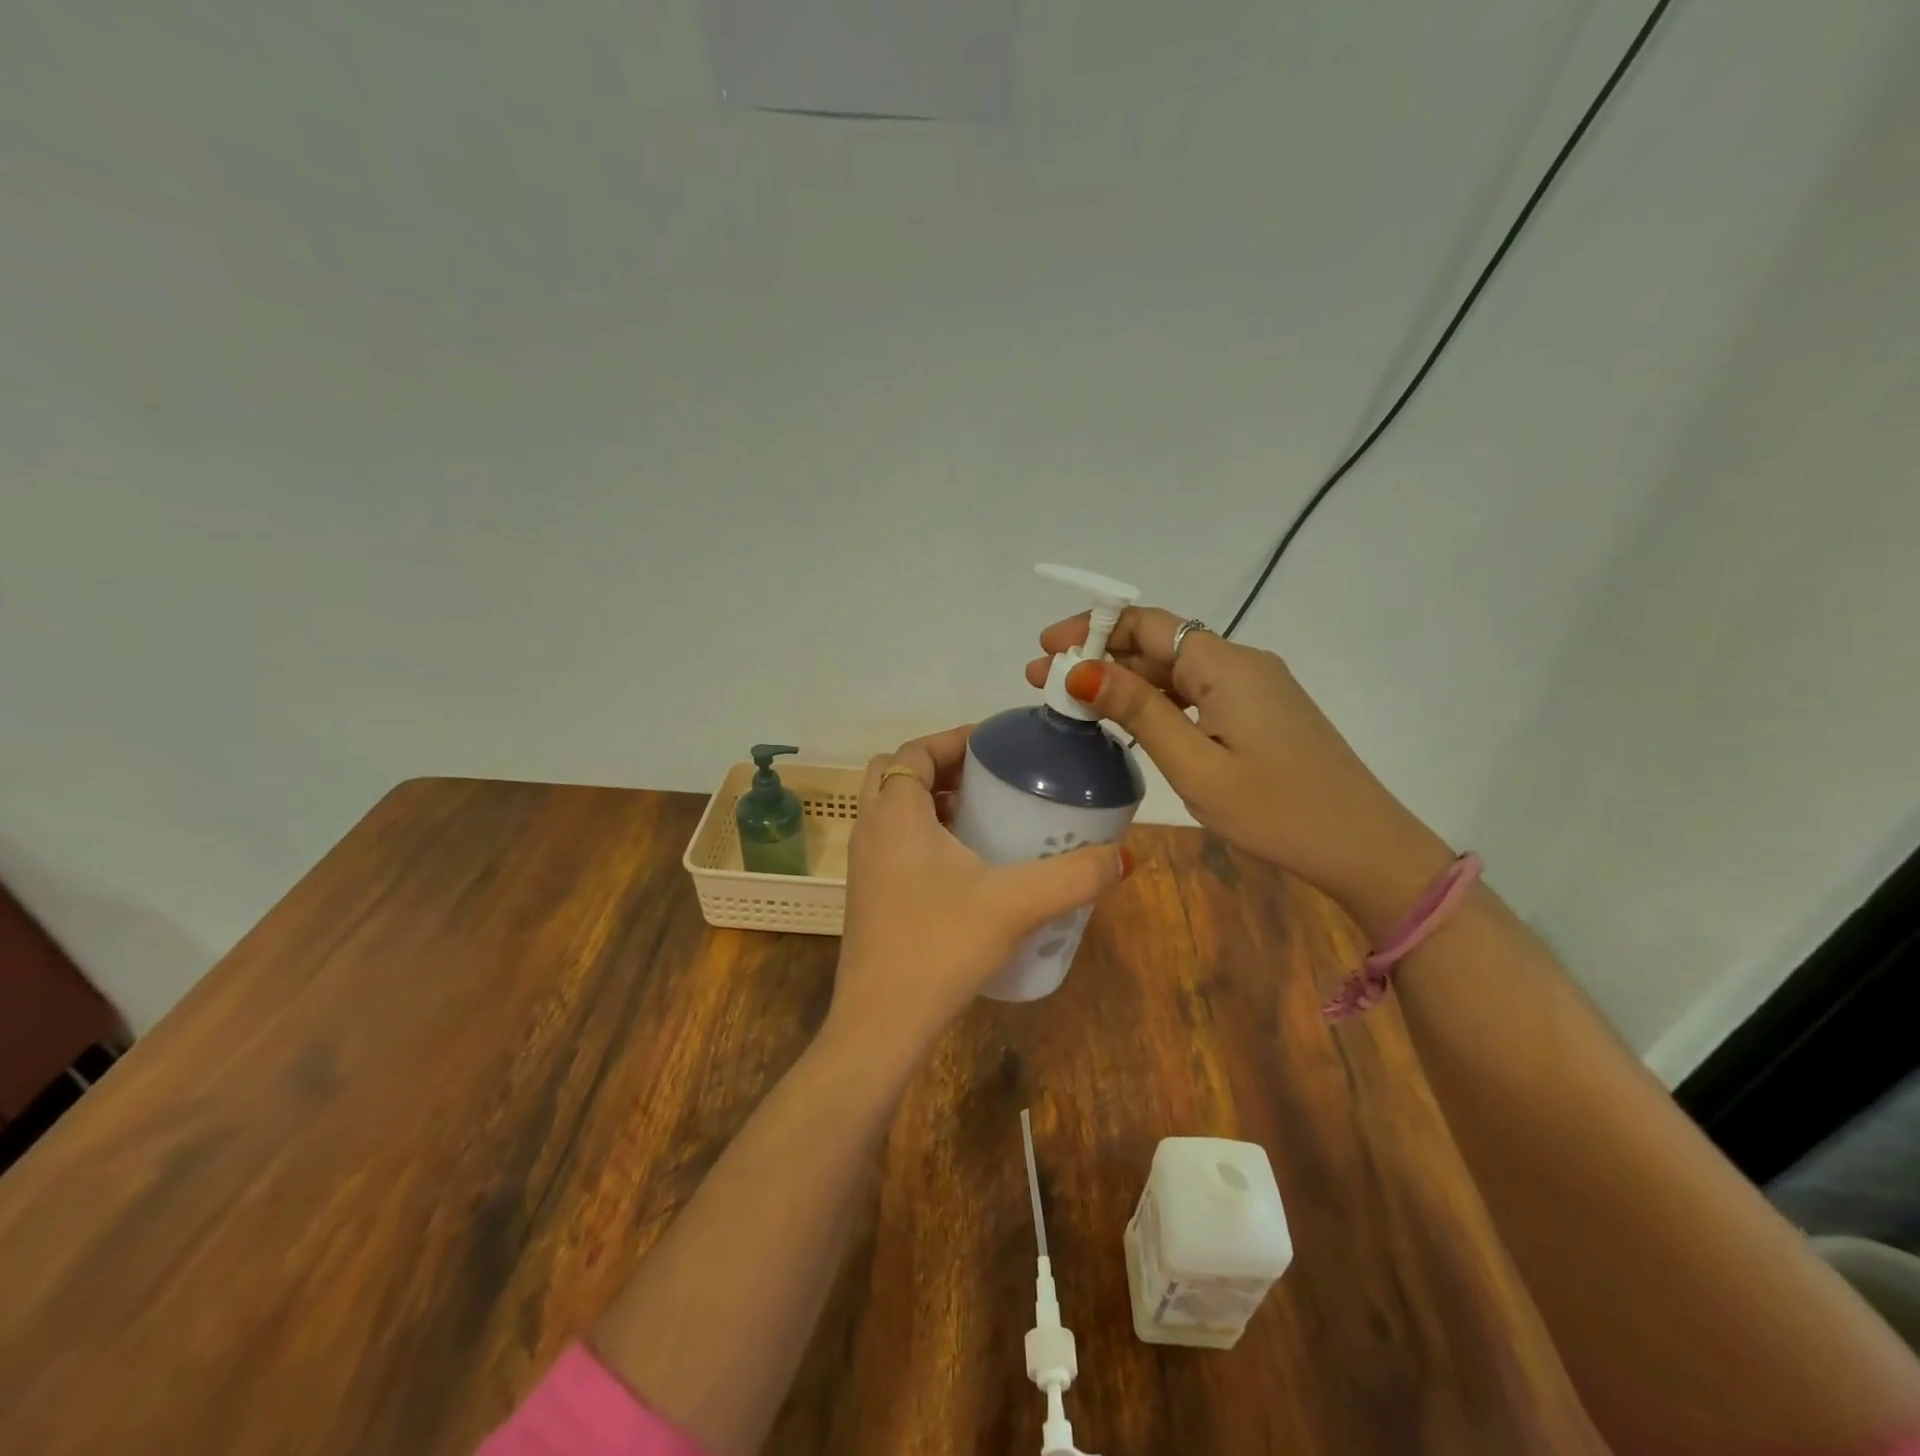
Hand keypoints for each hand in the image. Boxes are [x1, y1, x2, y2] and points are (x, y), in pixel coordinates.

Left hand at [827, 726, 1131, 1057]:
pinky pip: (891, 842)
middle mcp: (871, 830)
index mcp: (896, 814)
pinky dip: (921, 834)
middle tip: (989, 779)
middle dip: (941, 766)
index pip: (915, 750)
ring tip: (982, 815)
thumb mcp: (1016, 904)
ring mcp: (863, 865)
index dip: (953, 738)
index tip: (997, 745)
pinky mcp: (867, 896)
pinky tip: (964, 866)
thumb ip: (1074, 877)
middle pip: (897, 774)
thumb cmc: (941, 946)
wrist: (881, 1024)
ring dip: (931, 801)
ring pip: (891, 810)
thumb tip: (1125, 856)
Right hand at [1025, 610, 1452, 939]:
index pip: (1146, 624)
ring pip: (1176, 670)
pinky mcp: (1260, 712)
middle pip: (1158, 644)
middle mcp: (1240, 662)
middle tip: (1043, 683)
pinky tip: (1127, 721)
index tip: (1045, 650)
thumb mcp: (1195, 764)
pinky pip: (1196, 693)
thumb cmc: (1276, 810)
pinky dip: (1156, 701)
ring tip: (1073, 703)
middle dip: (1099, 659)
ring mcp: (1254, 687)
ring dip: (1124, 681)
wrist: (1362, 847)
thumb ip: (1139, 712)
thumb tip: (1080, 670)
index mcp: (1226, 664)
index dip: (1091, 630)